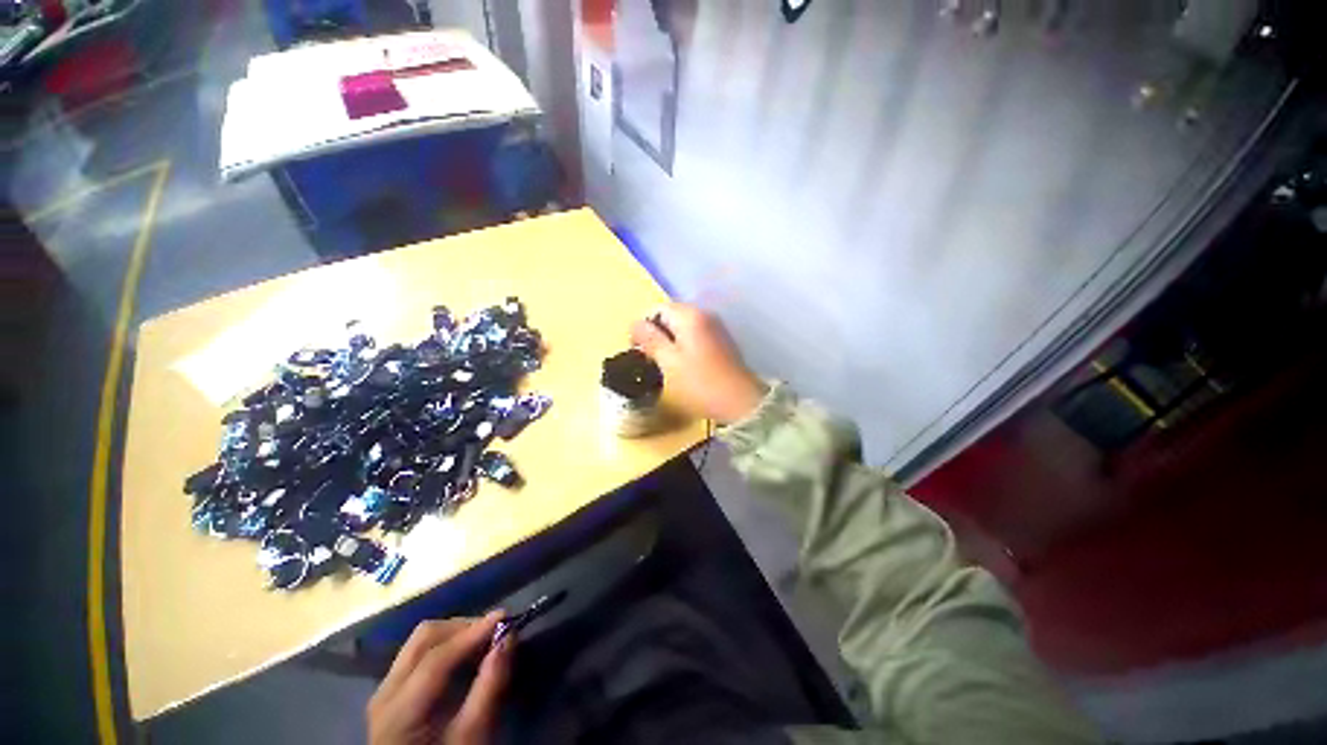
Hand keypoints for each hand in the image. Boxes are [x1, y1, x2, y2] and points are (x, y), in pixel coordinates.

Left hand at [368, 613, 511, 744]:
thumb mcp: (473, 735)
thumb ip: (489, 686)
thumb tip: (508, 637)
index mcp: (398, 711)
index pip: (436, 658)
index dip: (473, 633)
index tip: (505, 617)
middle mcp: (385, 692)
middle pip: (424, 638)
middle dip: (464, 627)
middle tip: (495, 630)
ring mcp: (384, 690)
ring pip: (420, 641)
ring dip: (456, 633)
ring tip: (484, 640)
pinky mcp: (391, 691)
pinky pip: (418, 653)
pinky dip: (446, 645)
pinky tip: (466, 655)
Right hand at [630, 303, 766, 424]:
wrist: (741, 402)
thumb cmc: (700, 383)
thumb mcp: (669, 363)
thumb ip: (650, 340)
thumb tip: (634, 324)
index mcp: (690, 316)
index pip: (657, 309)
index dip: (643, 326)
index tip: (638, 349)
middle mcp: (704, 315)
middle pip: (670, 315)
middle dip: (656, 333)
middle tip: (650, 359)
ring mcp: (715, 327)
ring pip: (682, 327)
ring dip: (669, 341)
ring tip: (665, 364)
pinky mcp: (721, 342)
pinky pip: (695, 335)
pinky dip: (684, 346)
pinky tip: (683, 365)